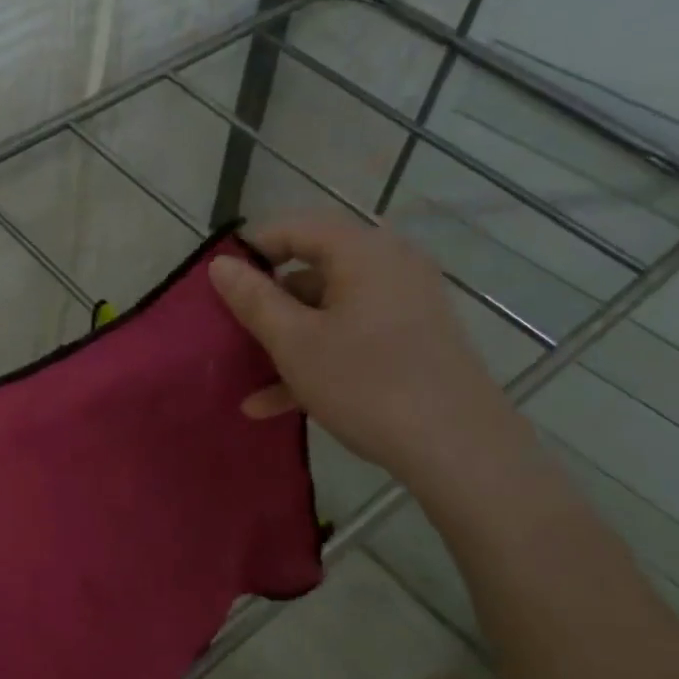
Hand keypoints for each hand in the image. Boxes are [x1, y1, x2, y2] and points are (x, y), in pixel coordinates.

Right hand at [209, 215, 525, 488]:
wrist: (460, 451)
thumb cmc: (366, 384)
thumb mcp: (294, 342)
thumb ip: (253, 299)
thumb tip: (220, 264)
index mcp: (363, 253)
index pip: (295, 227)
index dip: (251, 251)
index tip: (219, 286)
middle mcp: (390, 267)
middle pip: (312, 270)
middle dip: (267, 302)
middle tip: (231, 330)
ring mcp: (405, 306)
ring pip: (329, 310)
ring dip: (286, 339)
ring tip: (247, 374)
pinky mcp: (412, 342)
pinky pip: (352, 337)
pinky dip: (316, 359)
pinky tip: (273, 403)